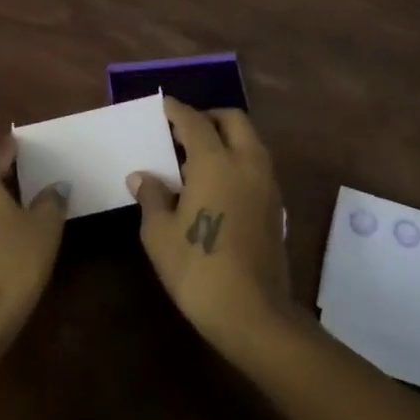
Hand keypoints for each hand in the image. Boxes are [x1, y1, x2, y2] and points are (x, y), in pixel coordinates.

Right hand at [128, 99, 293, 357]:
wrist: (253, 313)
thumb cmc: (198, 268)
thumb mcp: (159, 234)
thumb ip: (151, 196)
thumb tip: (142, 177)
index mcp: (216, 161)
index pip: (194, 121)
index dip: (177, 111)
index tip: (163, 106)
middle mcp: (247, 162)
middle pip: (232, 120)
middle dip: (208, 117)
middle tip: (183, 131)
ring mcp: (267, 184)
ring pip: (249, 141)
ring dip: (226, 137)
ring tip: (197, 158)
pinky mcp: (277, 206)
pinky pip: (256, 164)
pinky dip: (237, 159)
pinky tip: (217, 184)